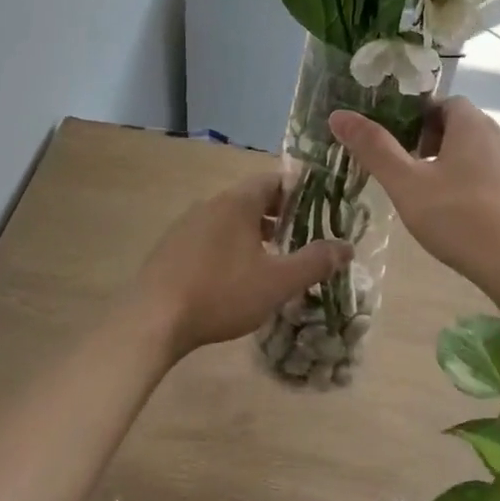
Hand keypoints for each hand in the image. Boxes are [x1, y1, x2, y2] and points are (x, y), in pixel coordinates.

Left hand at [134, 173, 351, 357]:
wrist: (152, 320)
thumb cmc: (221, 293)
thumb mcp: (278, 282)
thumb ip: (315, 262)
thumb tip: (347, 247)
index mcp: (237, 202)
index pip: (274, 179)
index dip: (300, 191)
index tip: (320, 209)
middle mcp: (211, 204)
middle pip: (252, 198)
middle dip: (280, 215)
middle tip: (302, 236)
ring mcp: (186, 225)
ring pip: (230, 219)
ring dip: (254, 233)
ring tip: (273, 259)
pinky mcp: (171, 248)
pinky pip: (210, 236)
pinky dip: (230, 246)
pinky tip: (235, 277)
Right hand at [330, 98, 499, 293]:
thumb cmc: (459, 218)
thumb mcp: (406, 184)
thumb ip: (374, 149)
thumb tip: (339, 115)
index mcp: (472, 125)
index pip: (445, 103)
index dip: (419, 117)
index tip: (399, 142)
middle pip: (462, 127)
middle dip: (433, 141)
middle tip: (409, 169)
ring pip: (479, 153)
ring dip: (454, 164)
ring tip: (431, 195)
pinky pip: (494, 177)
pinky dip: (474, 185)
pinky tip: (460, 216)